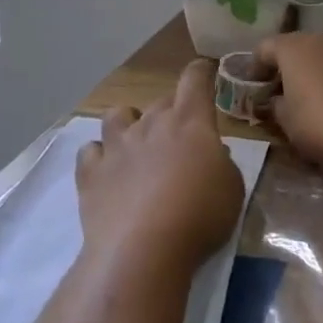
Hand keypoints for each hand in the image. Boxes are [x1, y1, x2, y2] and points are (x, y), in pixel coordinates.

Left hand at [76, 60, 244, 275]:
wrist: (143, 250)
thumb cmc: (199, 216)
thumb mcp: (232, 188)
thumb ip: (222, 163)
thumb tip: (211, 153)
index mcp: (190, 121)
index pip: (195, 80)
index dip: (201, 72)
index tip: (205, 72)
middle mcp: (151, 124)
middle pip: (160, 101)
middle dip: (171, 112)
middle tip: (180, 137)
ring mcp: (116, 147)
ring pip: (117, 115)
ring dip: (128, 124)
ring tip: (134, 144)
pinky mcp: (91, 173)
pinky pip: (90, 152)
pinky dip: (98, 157)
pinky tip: (106, 171)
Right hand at [254, 31, 322, 167]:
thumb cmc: (320, 123)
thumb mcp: (287, 122)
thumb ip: (277, 106)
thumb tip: (277, 100)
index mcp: (295, 48)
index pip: (266, 47)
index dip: (257, 65)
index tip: (255, 83)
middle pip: (302, 48)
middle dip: (294, 66)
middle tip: (289, 91)